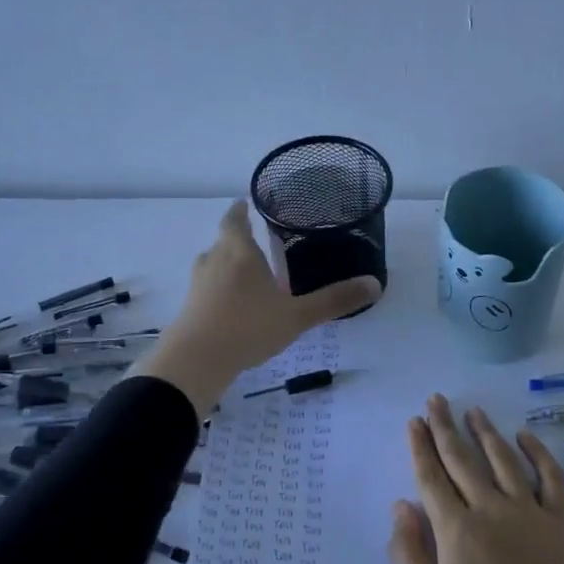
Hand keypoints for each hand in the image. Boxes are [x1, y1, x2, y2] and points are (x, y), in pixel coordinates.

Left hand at [131, 200, 380, 417]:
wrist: (195, 361)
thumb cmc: (248, 327)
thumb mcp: (297, 316)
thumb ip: (334, 300)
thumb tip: (375, 284)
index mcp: (239, 252)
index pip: (234, 219)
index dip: (240, 210)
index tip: (245, 203)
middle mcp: (214, 261)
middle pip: (223, 242)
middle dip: (238, 240)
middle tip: (259, 242)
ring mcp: (198, 285)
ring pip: (213, 265)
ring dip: (228, 266)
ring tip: (248, 276)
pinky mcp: (189, 308)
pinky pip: (207, 290)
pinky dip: (219, 291)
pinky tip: (234, 308)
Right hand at [390, 396, 563, 563]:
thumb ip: (408, 555)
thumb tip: (401, 506)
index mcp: (456, 531)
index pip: (432, 477)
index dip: (421, 447)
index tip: (414, 421)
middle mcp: (491, 510)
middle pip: (463, 459)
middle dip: (445, 427)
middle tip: (436, 400)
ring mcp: (531, 513)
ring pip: (503, 459)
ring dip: (485, 431)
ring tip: (472, 410)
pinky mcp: (562, 523)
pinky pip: (551, 477)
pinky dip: (538, 453)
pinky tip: (525, 436)